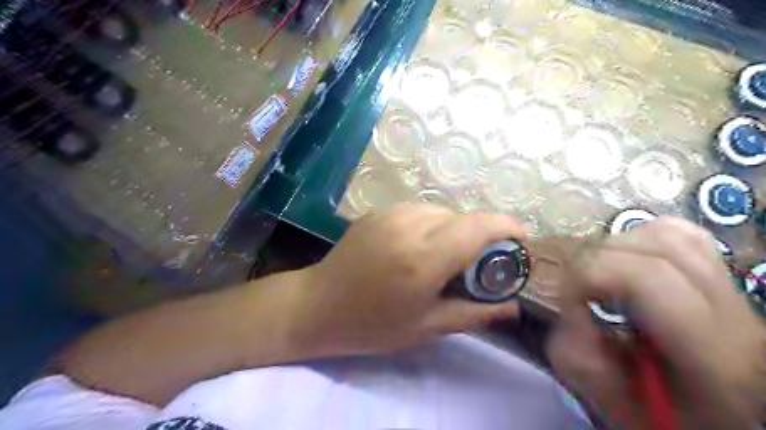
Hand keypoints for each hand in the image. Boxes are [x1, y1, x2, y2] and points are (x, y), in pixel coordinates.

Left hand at [288, 203, 526, 356]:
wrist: (318, 305)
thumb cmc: (372, 325)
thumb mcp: (427, 327)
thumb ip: (475, 313)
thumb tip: (512, 307)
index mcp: (424, 258)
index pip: (479, 226)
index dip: (507, 227)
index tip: (520, 239)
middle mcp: (409, 226)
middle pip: (462, 218)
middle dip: (479, 236)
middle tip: (475, 265)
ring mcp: (390, 214)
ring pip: (441, 211)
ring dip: (453, 230)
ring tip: (442, 258)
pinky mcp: (377, 211)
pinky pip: (418, 211)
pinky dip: (430, 225)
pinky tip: (417, 247)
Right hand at [547, 218, 765, 429]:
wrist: (723, 417)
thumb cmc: (669, 420)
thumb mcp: (616, 408)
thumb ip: (578, 360)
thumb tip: (570, 312)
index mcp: (714, 356)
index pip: (646, 278)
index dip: (589, 277)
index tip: (569, 304)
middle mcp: (733, 315)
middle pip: (654, 249)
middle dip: (596, 262)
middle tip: (578, 291)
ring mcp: (733, 291)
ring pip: (668, 233)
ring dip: (616, 247)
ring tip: (599, 276)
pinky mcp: (723, 277)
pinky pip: (680, 233)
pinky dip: (640, 238)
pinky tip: (627, 260)